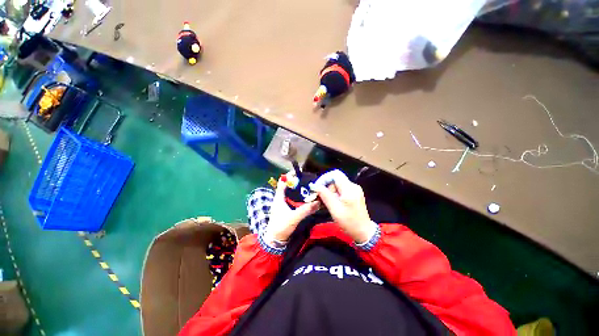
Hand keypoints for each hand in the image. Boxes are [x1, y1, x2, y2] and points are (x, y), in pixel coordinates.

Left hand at [263, 178, 320, 243]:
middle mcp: (281, 198)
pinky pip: (294, 200)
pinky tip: (307, 198)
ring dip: (299, 190)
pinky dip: (300, 197)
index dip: (290, 176)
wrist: (274, 240)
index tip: (300, 173)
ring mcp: (283, 204)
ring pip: (292, 193)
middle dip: (298, 182)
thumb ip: (305, 210)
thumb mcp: (293, 217)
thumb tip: (318, 202)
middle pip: (289, 186)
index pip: (283, 182)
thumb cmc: (281, 227)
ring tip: (310, 187)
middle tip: (309, 181)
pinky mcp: (287, 209)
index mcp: (279, 197)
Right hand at [310, 170, 376, 243]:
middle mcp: (353, 186)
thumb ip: (324, 195)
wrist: (364, 232)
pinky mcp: (354, 194)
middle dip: (327, 187)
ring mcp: (355, 190)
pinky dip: (335, 194)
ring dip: (330, 191)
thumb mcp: (334, 209)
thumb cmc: (349, 222)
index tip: (318, 187)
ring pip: (338, 184)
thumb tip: (314, 185)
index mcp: (349, 188)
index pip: (335, 174)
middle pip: (336, 179)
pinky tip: (333, 203)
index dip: (324, 178)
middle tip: (322, 198)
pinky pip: (342, 189)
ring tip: (327, 202)